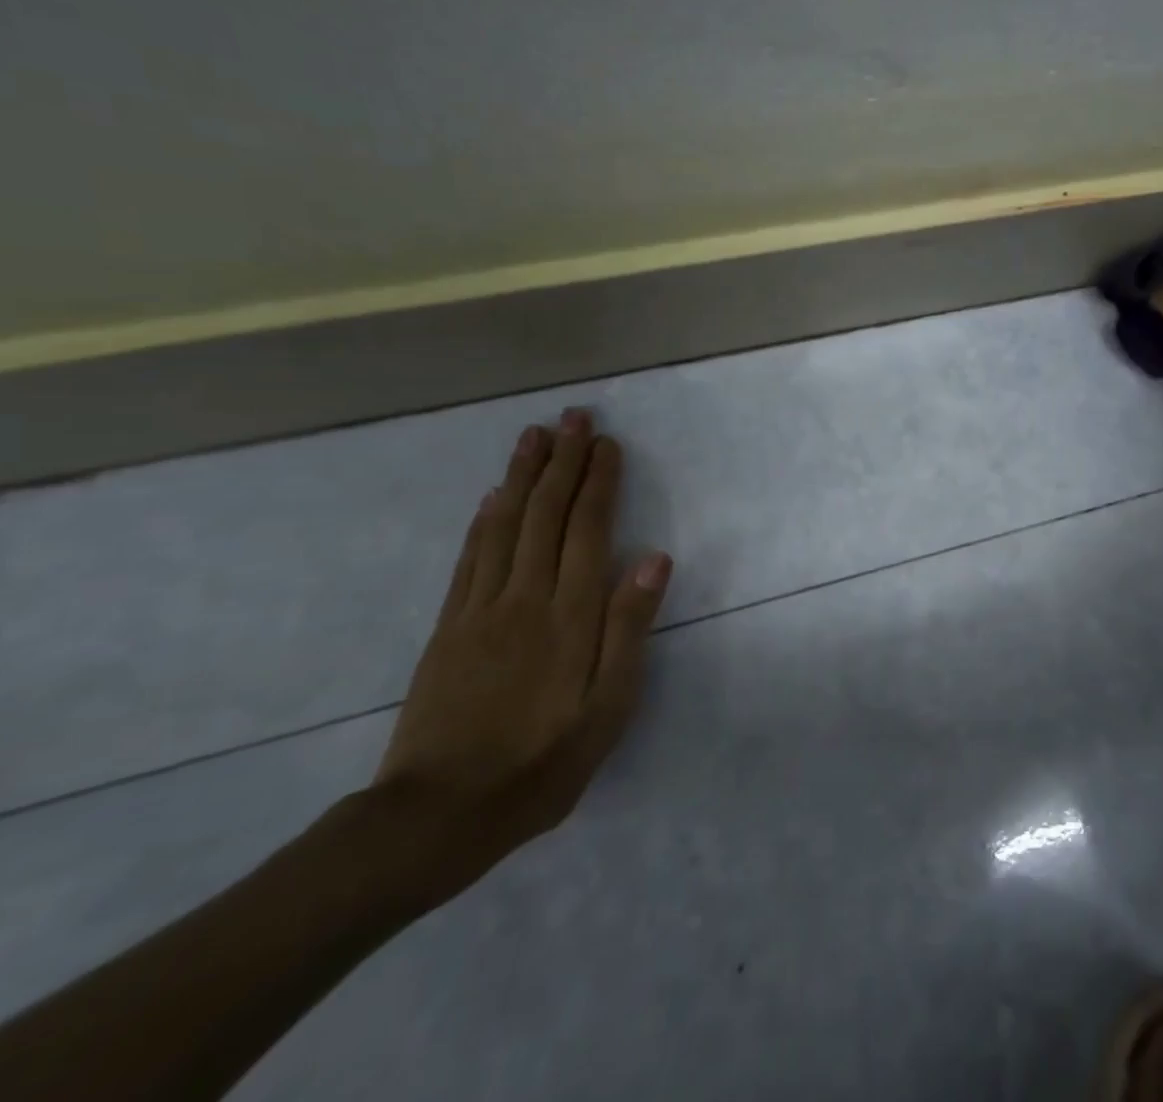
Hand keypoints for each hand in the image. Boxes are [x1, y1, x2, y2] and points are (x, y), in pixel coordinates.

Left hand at [371, 408, 671, 899]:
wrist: (436, 817)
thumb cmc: (542, 763)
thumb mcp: (608, 708)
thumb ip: (629, 628)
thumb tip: (654, 557)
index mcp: (569, 615)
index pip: (588, 530)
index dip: (599, 482)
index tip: (608, 443)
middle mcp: (525, 598)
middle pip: (546, 515)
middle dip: (564, 462)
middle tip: (575, 417)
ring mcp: (480, 610)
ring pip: (505, 525)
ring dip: (523, 476)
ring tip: (535, 436)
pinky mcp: (448, 628)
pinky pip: (470, 558)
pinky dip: (485, 519)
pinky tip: (494, 496)